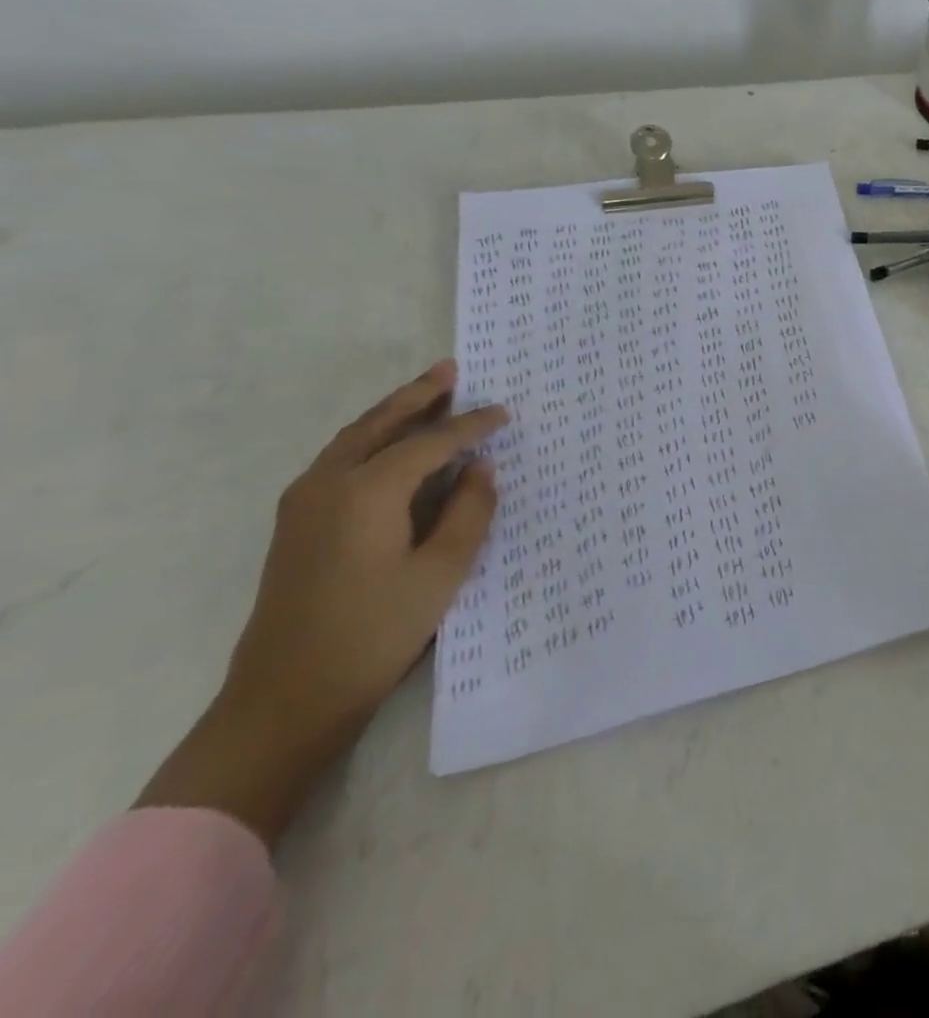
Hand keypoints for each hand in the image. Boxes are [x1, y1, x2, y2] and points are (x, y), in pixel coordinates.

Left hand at [137, 360, 507, 843]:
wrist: (287, 697)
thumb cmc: (376, 631)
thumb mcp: (442, 571)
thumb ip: (469, 511)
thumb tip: (481, 467)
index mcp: (367, 491)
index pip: (430, 442)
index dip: (471, 425)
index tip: (505, 412)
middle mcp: (329, 485)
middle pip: (380, 424)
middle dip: (418, 395)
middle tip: (452, 369)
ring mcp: (304, 504)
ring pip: (355, 439)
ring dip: (392, 413)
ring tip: (428, 394)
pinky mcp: (298, 525)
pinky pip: (341, 460)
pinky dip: (373, 438)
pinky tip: (394, 445)